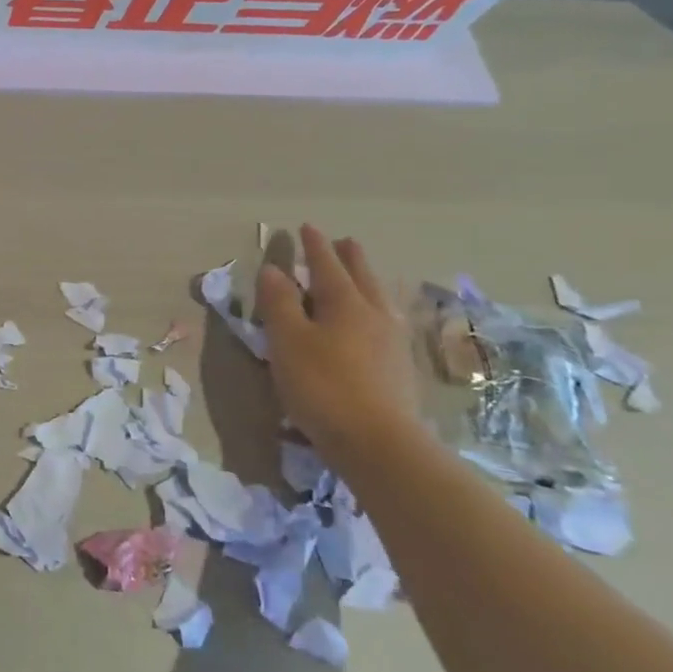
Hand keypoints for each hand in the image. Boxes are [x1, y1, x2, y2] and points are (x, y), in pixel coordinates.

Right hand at [257, 225, 418, 460]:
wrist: (379, 444)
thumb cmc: (323, 385)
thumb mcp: (287, 341)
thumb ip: (279, 303)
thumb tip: (272, 269)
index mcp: (344, 303)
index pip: (326, 265)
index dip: (314, 246)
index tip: (306, 227)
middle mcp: (373, 315)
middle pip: (362, 277)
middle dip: (350, 258)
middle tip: (344, 241)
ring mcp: (392, 342)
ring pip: (378, 299)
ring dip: (367, 281)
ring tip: (362, 275)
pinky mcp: (399, 369)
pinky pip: (385, 322)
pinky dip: (374, 309)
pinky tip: (374, 321)